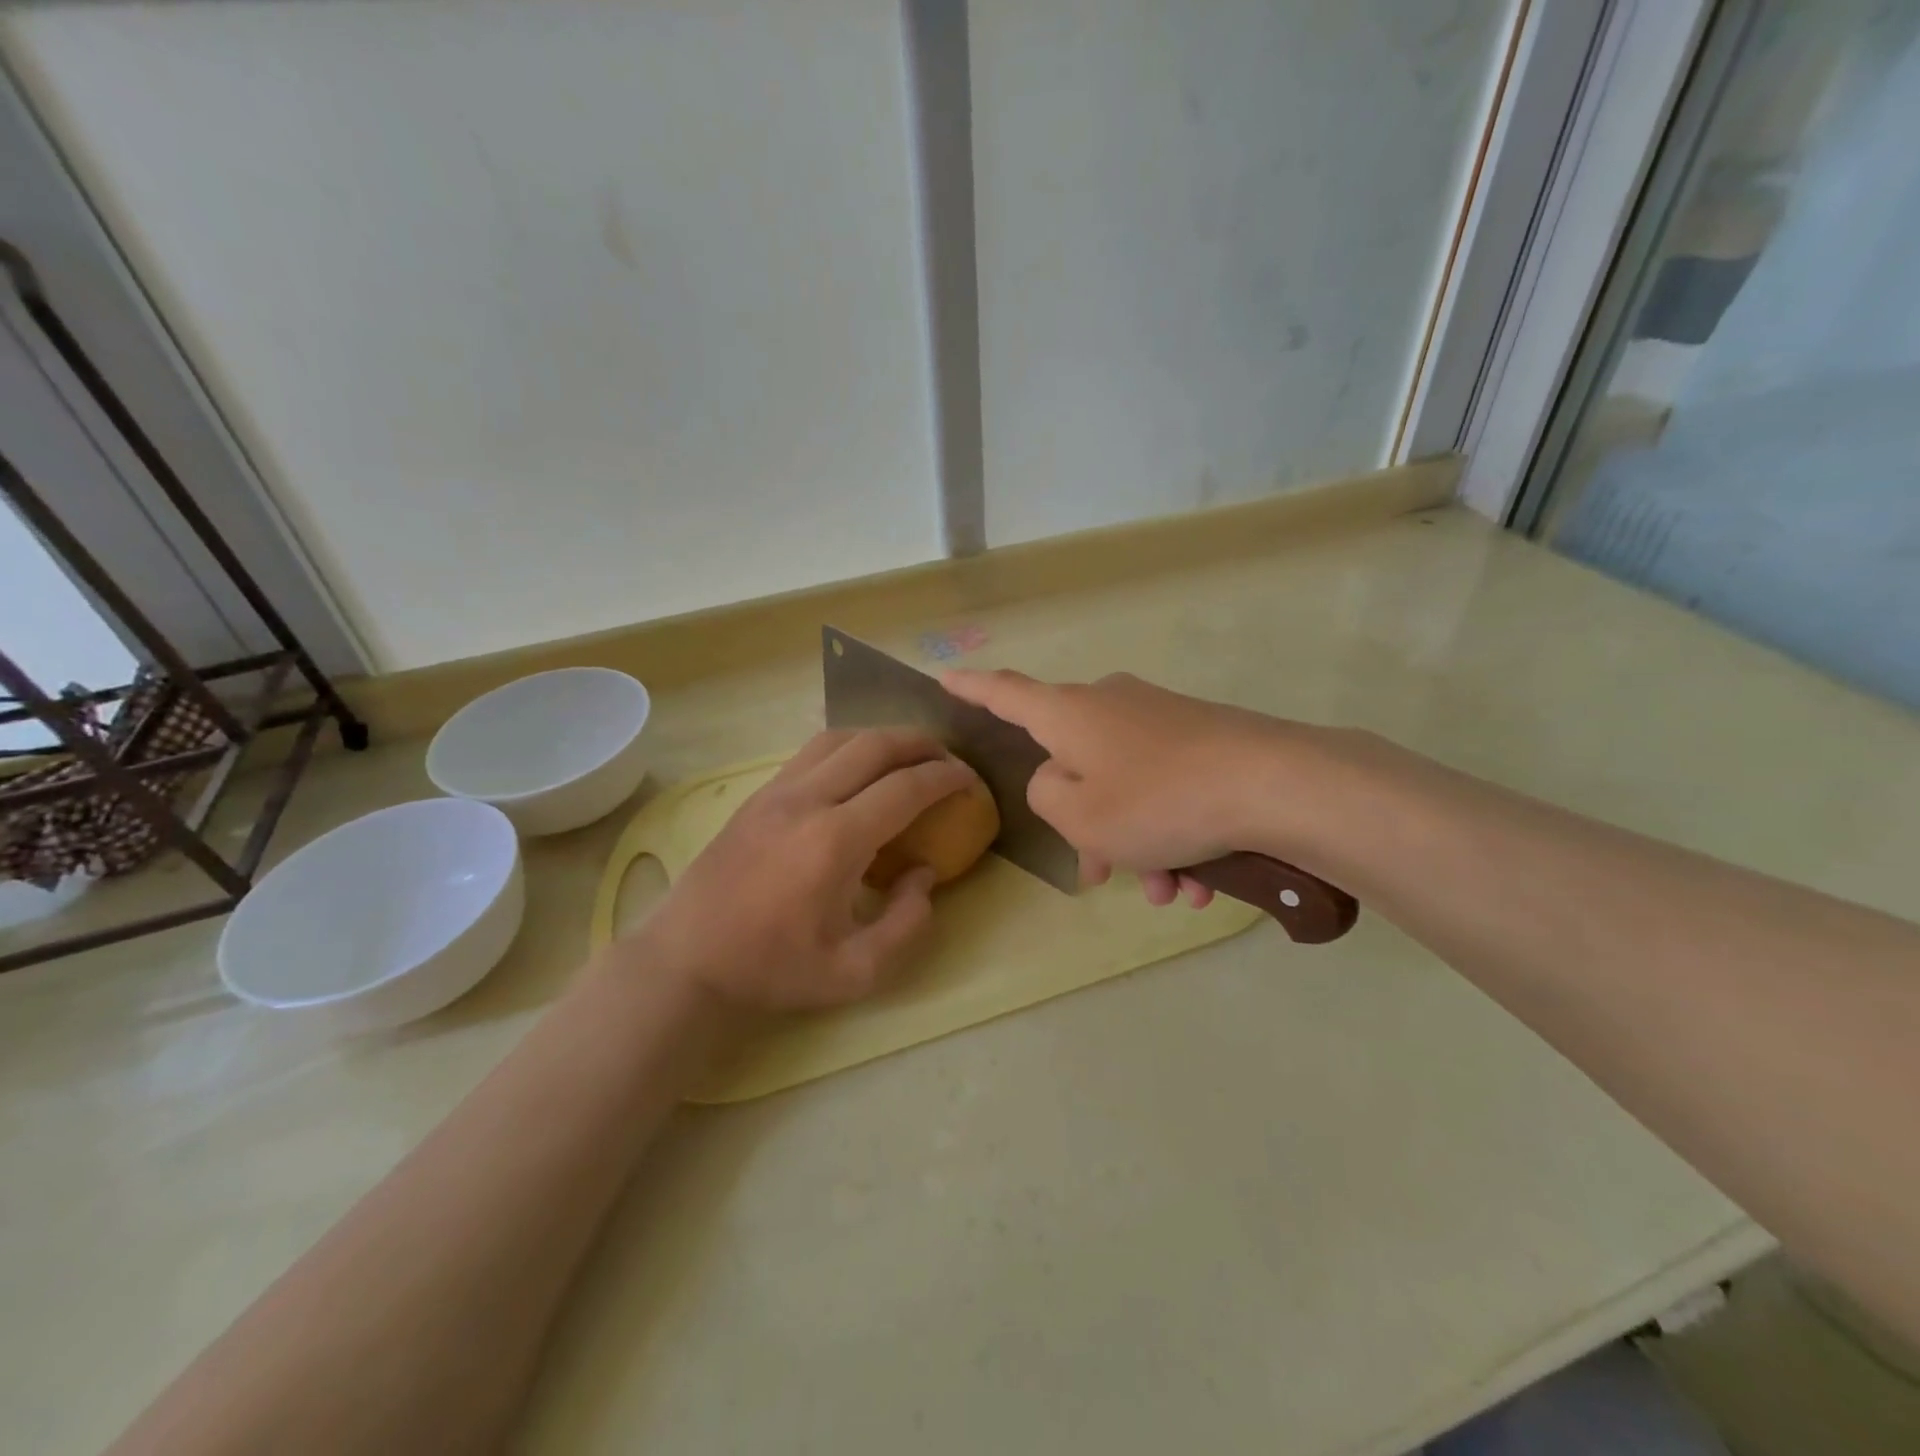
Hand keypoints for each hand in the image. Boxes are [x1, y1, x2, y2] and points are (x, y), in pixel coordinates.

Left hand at [637, 729, 973, 1011]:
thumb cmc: (771, 969)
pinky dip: (848, 746)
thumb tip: (924, 874)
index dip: (946, 778)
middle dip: (921, 744)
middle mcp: (807, 800)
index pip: (905, 787)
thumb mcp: (854, 972)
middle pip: (875, 745)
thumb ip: (906, 924)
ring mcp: (777, 791)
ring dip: (883, 738)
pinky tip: (859, 770)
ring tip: (909, 756)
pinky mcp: (758, 795)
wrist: (686, 959)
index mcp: (834, 841)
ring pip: (840, 738)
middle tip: (948, 760)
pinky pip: (812, 751)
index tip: (970, 781)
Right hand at [943, 669, 1305, 908]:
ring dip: (1139, 843)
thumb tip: (1059, 780)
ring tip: (1172, 894)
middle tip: (1102, 876)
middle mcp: (1111, 704)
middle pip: (1075, 763)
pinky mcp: (1202, 737)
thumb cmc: (1159, 800)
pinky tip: (1201, 882)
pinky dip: (1174, 833)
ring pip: (1128, 787)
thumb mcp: (1080, 815)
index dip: (971, 688)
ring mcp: (1160, 718)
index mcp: (1070, 713)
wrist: (1276, 784)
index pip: (1005, 693)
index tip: (943, 678)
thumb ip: (1046, 796)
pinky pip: (1168, 787)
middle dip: (1087, 825)